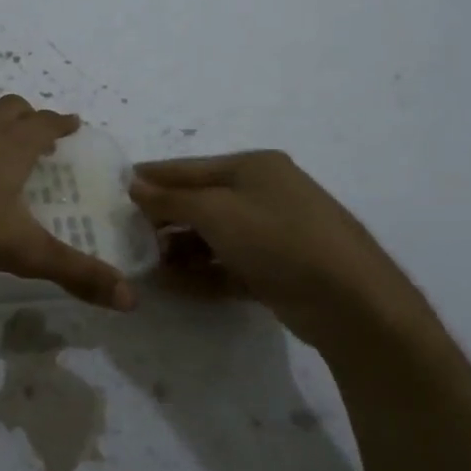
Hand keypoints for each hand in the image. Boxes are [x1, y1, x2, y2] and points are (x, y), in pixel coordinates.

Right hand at [128, 151, 432, 350]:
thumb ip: (172, 199)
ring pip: (213, 237)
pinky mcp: (278, 270)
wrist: (353, 302)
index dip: (153, 176)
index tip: (117, 186)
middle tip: (126, 234)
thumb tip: (135, 184)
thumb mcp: (218, 212)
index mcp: (253, 168)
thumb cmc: (279, 239)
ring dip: (179, 250)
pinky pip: (228, 266)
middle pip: (201, 202)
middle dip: (164, 218)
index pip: (190, 167)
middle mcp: (264, 194)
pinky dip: (201, 274)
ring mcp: (274, 233)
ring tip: (146, 265)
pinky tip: (171, 286)